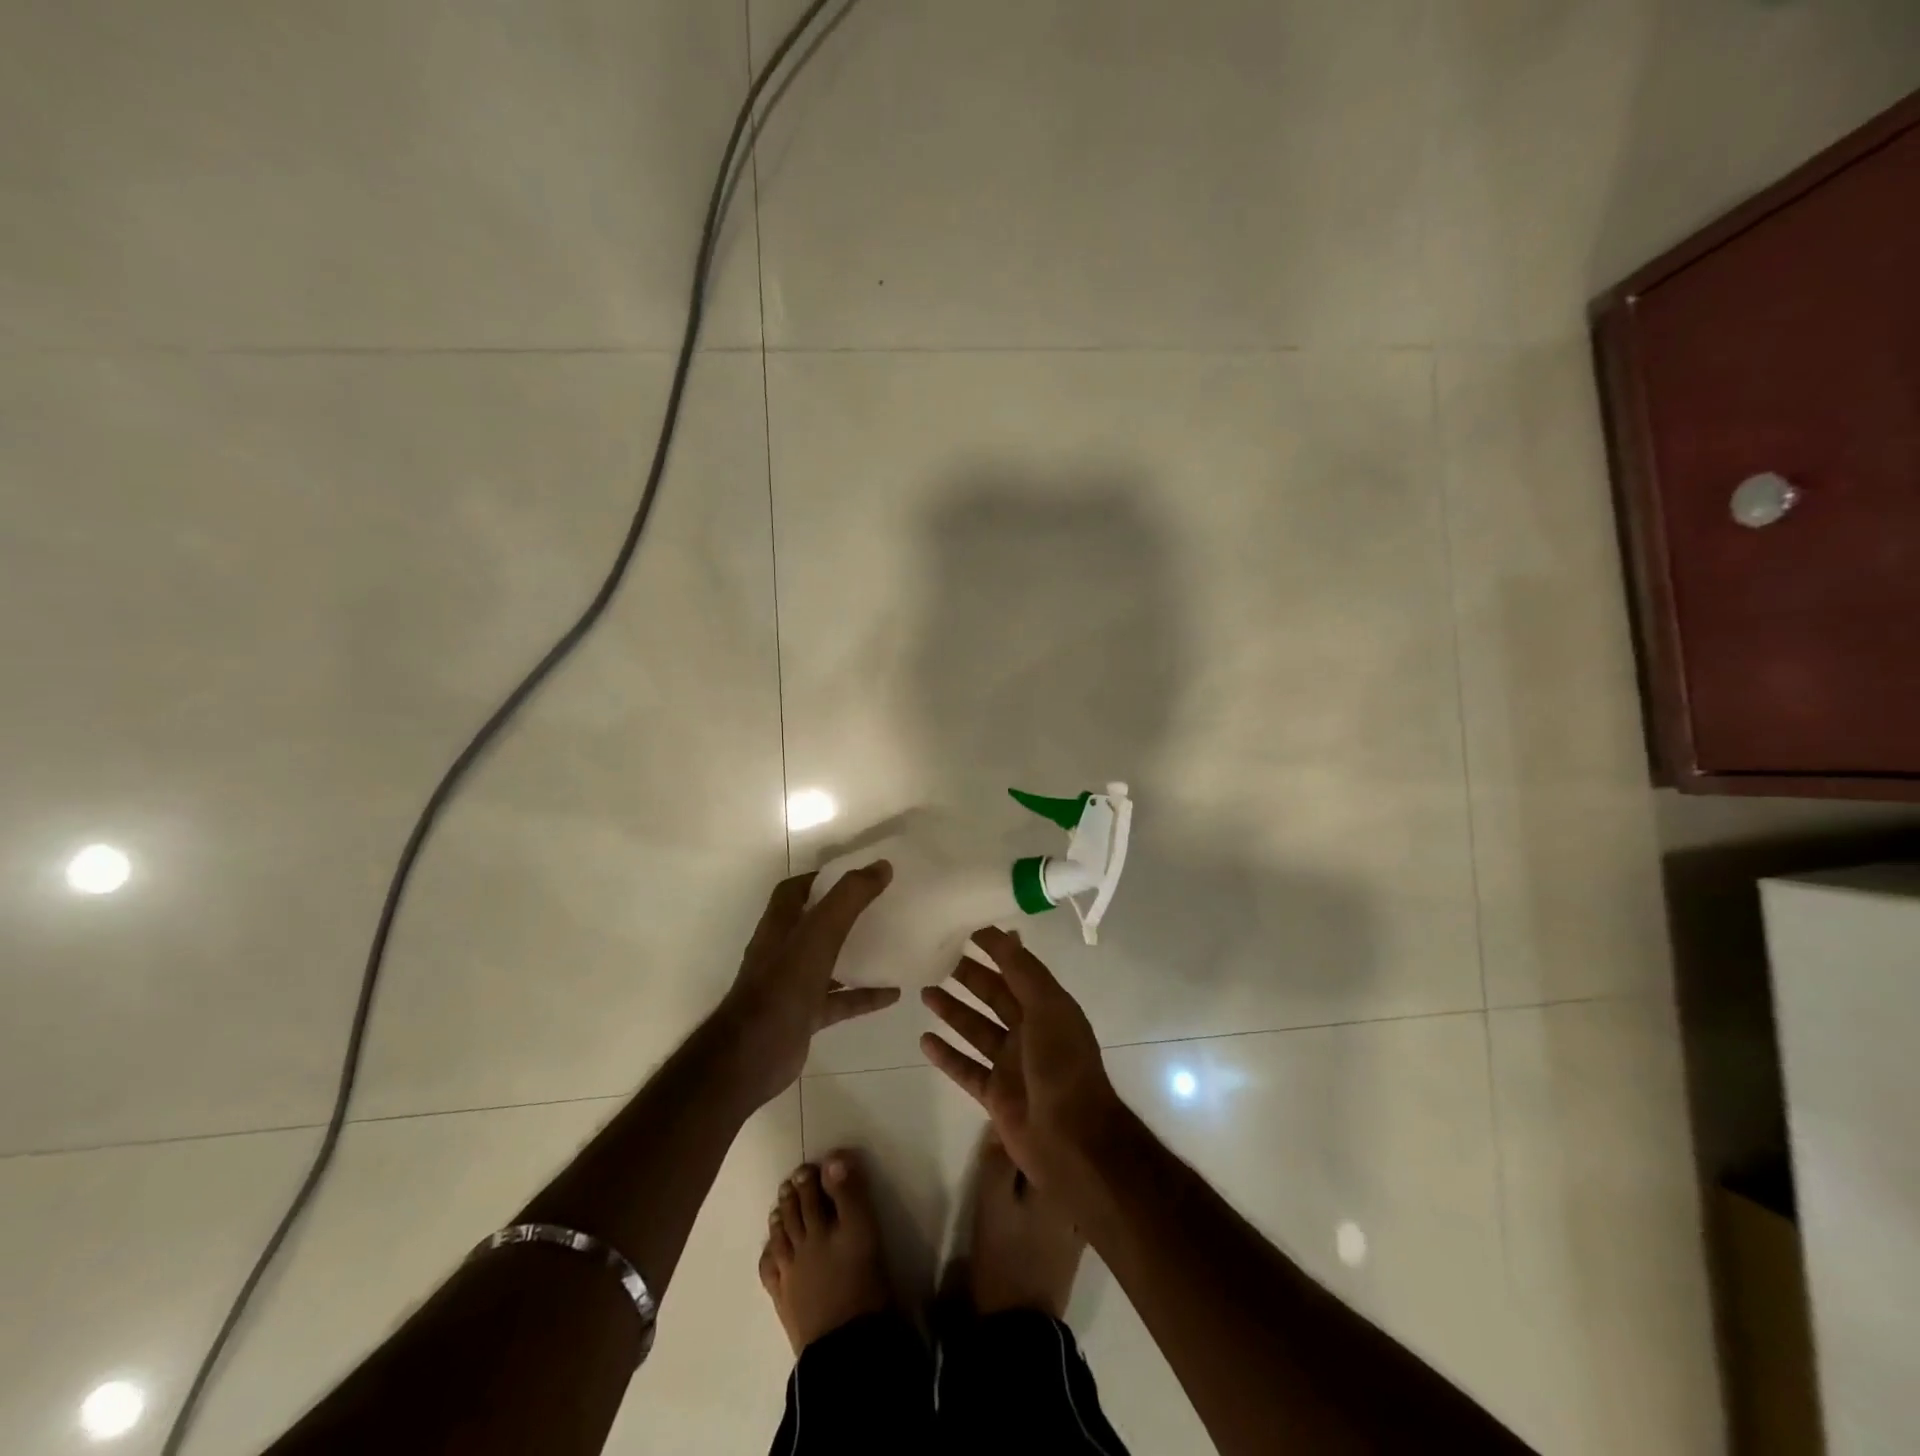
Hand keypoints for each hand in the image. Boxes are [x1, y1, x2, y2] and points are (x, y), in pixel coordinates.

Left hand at [717, 864, 898, 1106]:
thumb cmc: (783, 985)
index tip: (856, 875)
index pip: (795, 890)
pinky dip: (864, 994)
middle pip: (814, 923)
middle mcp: (783, 950)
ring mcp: (793, 984)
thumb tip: (882, 866)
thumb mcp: (820, 933)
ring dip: (856, 953)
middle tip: (879, 905)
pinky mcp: (805, 1014)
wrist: (753, 1055)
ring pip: (828, 961)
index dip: (822, 878)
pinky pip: (840, 999)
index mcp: (780, 925)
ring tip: (891, 945)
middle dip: (843, 913)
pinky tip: (893, 993)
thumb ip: (849, 898)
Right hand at [920, 926, 1126, 1187]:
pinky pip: (965, 1068)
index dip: (996, 950)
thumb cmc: (1062, 1065)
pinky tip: (924, 1039)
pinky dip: (946, 1054)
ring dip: (953, 1010)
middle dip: (970, 977)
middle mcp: (1030, 1032)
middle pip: (994, 997)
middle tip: (937, 958)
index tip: (968, 930)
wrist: (1072, 1140)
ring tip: (924, 990)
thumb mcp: (1048, 1007)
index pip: (1017, 969)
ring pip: (976, 1030)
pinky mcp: (995, 1094)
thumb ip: (1023, 971)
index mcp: (1048, 1008)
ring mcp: (1011, 1064)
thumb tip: (1005, 931)